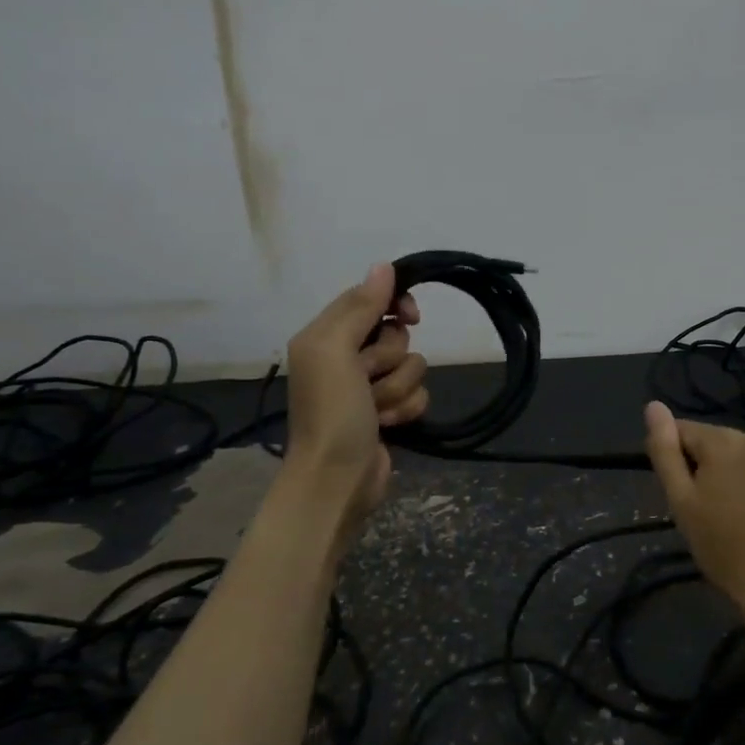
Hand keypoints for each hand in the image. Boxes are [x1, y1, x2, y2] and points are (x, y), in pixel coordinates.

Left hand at [281, 265, 427, 537]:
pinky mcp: (390, 412)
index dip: (395, 304)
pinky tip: (389, 425)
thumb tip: (385, 265)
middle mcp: (348, 356)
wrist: (337, 479)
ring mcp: (371, 387)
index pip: (371, 299)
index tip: (411, 317)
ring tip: (375, 410)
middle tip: (367, 378)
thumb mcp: (334, 351)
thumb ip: (360, 307)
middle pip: (396, 335)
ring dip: (398, 389)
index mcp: (326, 335)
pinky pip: (418, 393)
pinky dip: (407, 409)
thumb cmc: (332, 412)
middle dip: (390, 358)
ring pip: (413, 365)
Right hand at [643, 401, 744, 615]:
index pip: (687, 432)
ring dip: (743, 470)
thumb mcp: (681, 500)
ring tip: (744, 509)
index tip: (688, 493)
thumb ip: (665, 450)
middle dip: (714, 464)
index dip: (681, 460)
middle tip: (715, 507)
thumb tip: (653, 406)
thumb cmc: (720, 545)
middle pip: (722, 442)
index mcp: (723, 441)